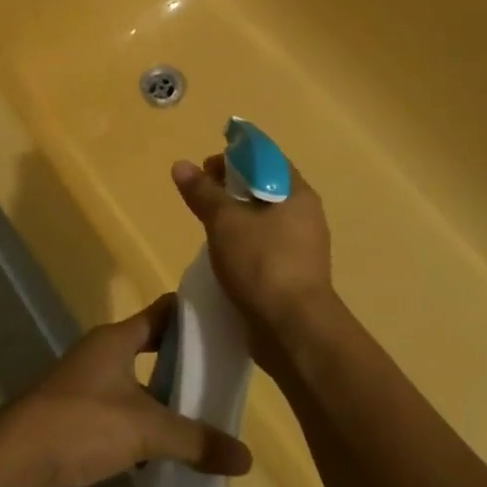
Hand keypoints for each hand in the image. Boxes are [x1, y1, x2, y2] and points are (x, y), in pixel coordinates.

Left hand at [0, 295, 252, 486]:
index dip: (191, 315)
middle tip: (219, 375)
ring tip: (198, 412)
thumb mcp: (146, 430)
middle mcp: (101, 352)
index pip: (161, 312)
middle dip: (181, 361)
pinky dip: (141, 421)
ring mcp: (86, 382)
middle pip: (150, 347)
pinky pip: (120, 408)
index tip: (222, 323)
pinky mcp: (76, 412)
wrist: (18, 456)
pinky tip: (161, 446)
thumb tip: (245, 459)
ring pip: (135, 380)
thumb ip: (195, 441)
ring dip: (161, 394)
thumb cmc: (84, 422)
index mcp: (117, 338)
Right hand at [170, 155, 336, 365]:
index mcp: (297, 193)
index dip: (235, 155)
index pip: (265, 159)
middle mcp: (304, 215)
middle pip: (263, 187)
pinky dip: (243, 243)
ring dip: (235, 217)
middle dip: (230, 187)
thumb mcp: (224, 221)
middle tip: (200, 195)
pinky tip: (222, 254)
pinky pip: (264, 246)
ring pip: (262, 218)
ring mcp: (302, 247)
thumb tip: (181, 165)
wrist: (294, 331)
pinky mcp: (293, 274)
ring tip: (207, 225)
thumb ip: (203, 192)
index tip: (207, 167)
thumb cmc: (262, 263)